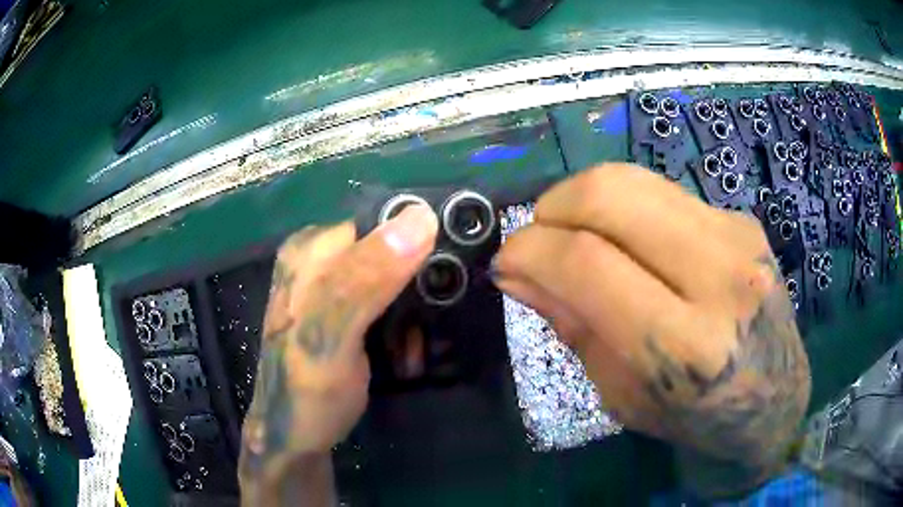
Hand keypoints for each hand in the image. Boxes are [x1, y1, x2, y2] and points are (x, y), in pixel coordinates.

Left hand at [238, 205, 437, 504]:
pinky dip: (406, 326)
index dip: (419, 247)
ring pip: (399, 279)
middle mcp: (321, 258)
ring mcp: (334, 286)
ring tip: (410, 347)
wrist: (293, 435)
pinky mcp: (345, 311)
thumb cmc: (306, 391)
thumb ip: (365, 278)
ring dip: (415, 313)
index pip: (383, 222)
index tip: (439, 287)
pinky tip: (402, 349)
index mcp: (311, 250)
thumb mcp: (330, 336)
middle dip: (417, 289)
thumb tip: (420, 218)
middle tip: (419, 330)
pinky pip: (393, 303)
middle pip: (393, 250)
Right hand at [495, 164, 810, 490]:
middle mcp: (719, 281)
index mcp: (684, 348)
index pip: (588, 264)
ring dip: (585, 198)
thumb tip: (517, 271)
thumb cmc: (694, 418)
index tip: (507, 260)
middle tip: (540, 237)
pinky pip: (664, 193)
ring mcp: (738, 240)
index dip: (530, 250)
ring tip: (576, 233)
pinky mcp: (744, 222)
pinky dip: (627, 209)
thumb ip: (572, 326)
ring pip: (636, 180)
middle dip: (553, 206)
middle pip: (611, 195)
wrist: (773, 402)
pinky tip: (630, 241)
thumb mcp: (622, 395)